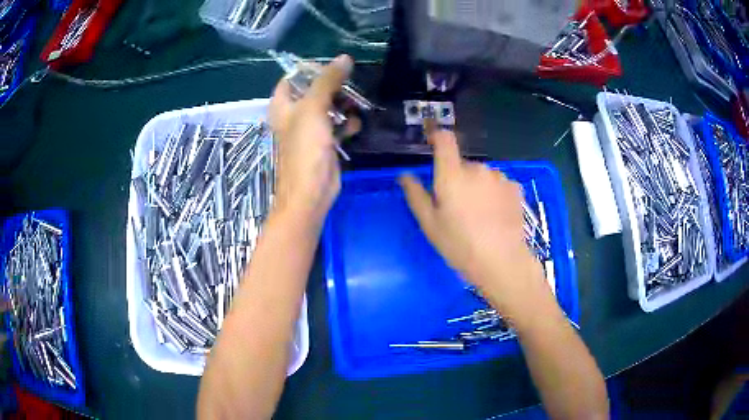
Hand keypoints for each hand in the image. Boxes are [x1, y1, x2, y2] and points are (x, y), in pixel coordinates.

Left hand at [269, 55, 353, 223]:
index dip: (309, 70)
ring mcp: (309, 129)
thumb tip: (344, 57)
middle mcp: (293, 115)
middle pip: (313, 91)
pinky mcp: (324, 143)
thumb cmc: (304, 148)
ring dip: (342, 104)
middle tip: (350, 83)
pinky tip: (354, 125)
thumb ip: (327, 81)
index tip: (332, 66)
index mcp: (283, 106)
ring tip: (354, 103)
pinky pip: (336, 125)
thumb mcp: (313, 108)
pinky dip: (345, 123)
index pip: (291, 79)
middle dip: (332, 86)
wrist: (311, 191)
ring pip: (327, 107)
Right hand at [398, 130, 545, 313]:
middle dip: (457, 179)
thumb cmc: (460, 245)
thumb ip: (415, 195)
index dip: (437, 136)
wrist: (502, 262)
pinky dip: (494, 193)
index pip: (445, 139)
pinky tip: (495, 216)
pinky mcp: (515, 187)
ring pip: (482, 175)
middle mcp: (477, 168)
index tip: (432, 143)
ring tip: (479, 215)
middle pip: (462, 164)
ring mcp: (499, 177)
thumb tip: (404, 175)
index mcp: (452, 174)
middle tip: (456, 207)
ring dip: (477, 186)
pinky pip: (498, 184)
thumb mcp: (430, 224)